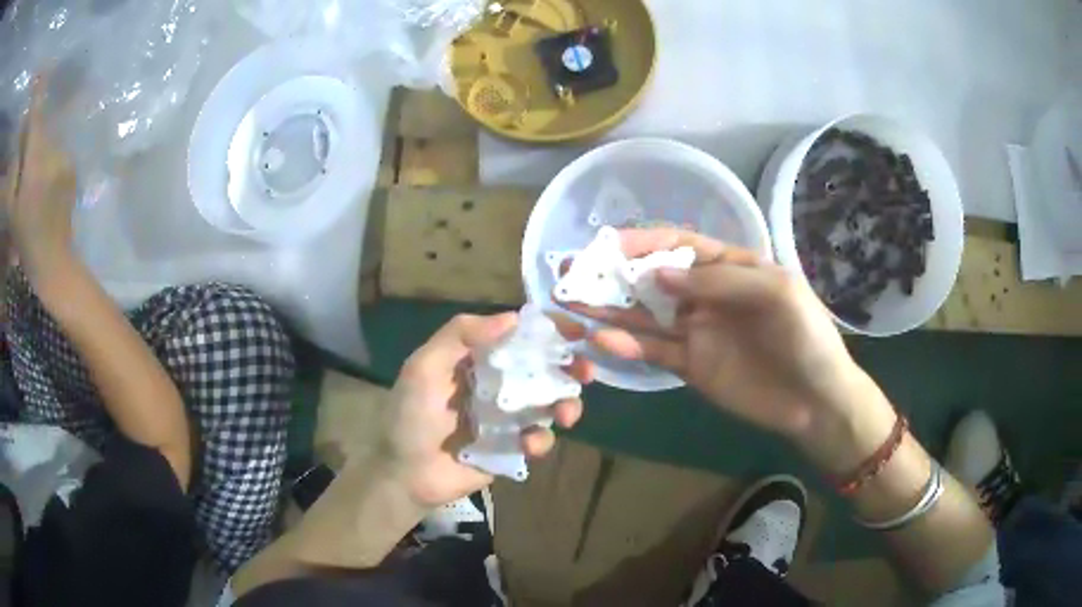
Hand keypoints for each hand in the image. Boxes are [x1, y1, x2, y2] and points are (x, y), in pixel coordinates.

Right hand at [2, 75, 77, 283]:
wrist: (53, 263)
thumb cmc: (25, 240)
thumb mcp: (12, 211)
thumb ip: (9, 184)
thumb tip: (11, 169)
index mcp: (36, 159)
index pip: (35, 120)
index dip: (32, 110)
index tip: (33, 102)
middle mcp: (53, 150)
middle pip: (41, 128)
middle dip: (30, 132)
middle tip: (22, 144)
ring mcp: (64, 158)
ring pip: (47, 139)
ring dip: (37, 145)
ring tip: (27, 163)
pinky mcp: (71, 169)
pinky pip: (55, 152)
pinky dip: (45, 156)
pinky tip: (38, 174)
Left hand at [381, 313, 591, 507]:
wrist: (405, 474)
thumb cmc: (410, 417)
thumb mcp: (423, 368)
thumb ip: (459, 336)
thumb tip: (513, 317)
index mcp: (476, 360)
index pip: (517, 337)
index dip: (547, 331)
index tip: (576, 330)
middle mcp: (496, 384)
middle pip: (541, 370)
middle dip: (568, 368)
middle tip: (585, 372)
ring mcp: (506, 418)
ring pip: (548, 403)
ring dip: (565, 404)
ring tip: (567, 413)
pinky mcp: (511, 447)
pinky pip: (538, 438)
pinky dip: (541, 438)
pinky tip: (529, 443)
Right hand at [565, 227, 862, 439]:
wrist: (816, 401)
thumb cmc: (805, 337)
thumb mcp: (776, 292)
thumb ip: (720, 281)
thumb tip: (658, 277)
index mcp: (731, 267)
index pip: (680, 246)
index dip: (644, 242)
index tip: (605, 245)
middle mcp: (707, 295)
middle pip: (654, 278)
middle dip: (614, 273)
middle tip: (572, 272)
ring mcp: (696, 331)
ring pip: (645, 315)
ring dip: (610, 308)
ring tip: (571, 303)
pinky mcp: (689, 366)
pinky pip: (653, 352)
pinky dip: (627, 347)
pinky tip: (603, 341)